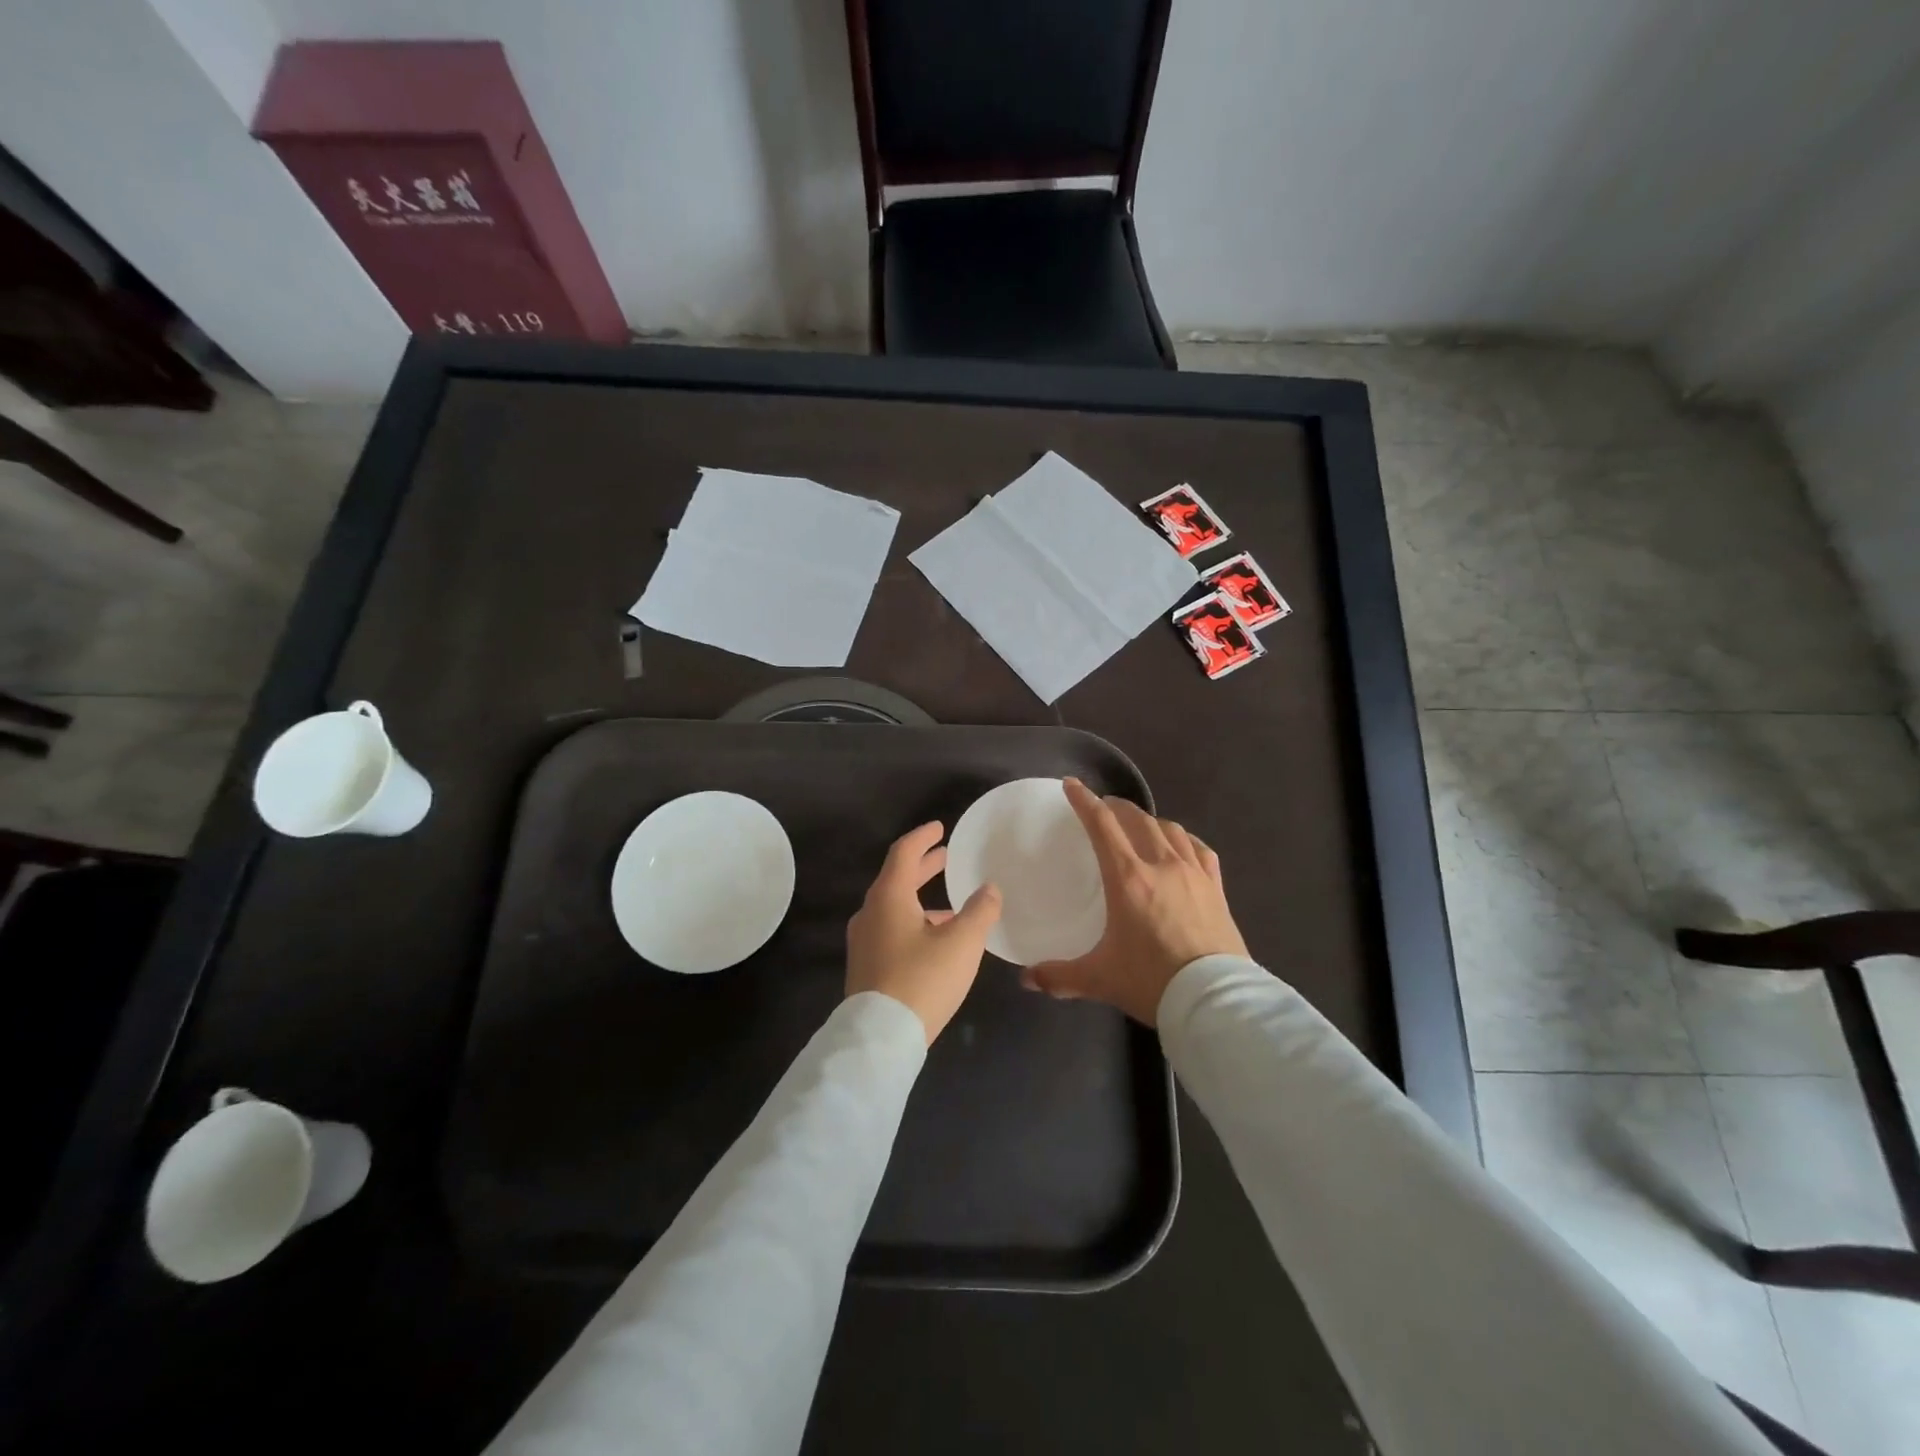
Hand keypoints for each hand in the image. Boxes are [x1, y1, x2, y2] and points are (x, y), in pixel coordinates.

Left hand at [846, 821, 1002, 1044]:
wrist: (879, 1038)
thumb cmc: (922, 980)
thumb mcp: (962, 943)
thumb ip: (980, 911)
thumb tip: (990, 889)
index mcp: (889, 897)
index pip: (904, 853)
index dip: (923, 837)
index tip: (940, 828)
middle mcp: (870, 913)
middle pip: (897, 878)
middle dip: (924, 866)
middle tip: (947, 857)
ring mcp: (864, 941)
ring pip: (895, 906)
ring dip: (922, 898)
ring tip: (953, 904)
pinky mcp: (867, 965)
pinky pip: (892, 929)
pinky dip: (915, 921)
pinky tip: (938, 941)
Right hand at [1024, 779, 1247, 1025]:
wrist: (1214, 1000)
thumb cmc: (1152, 981)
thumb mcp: (1100, 979)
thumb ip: (1059, 975)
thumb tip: (1026, 979)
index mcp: (1127, 878)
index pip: (1102, 825)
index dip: (1084, 801)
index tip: (1072, 785)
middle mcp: (1161, 865)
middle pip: (1137, 819)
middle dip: (1117, 807)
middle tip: (1103, 808)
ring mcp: (1193, 873)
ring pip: (1170, 829)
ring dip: (1150, 821)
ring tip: (1139, 826)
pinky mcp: (1216, 888)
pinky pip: (1200, 850)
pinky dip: (1185, 841)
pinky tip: (1181, 847)